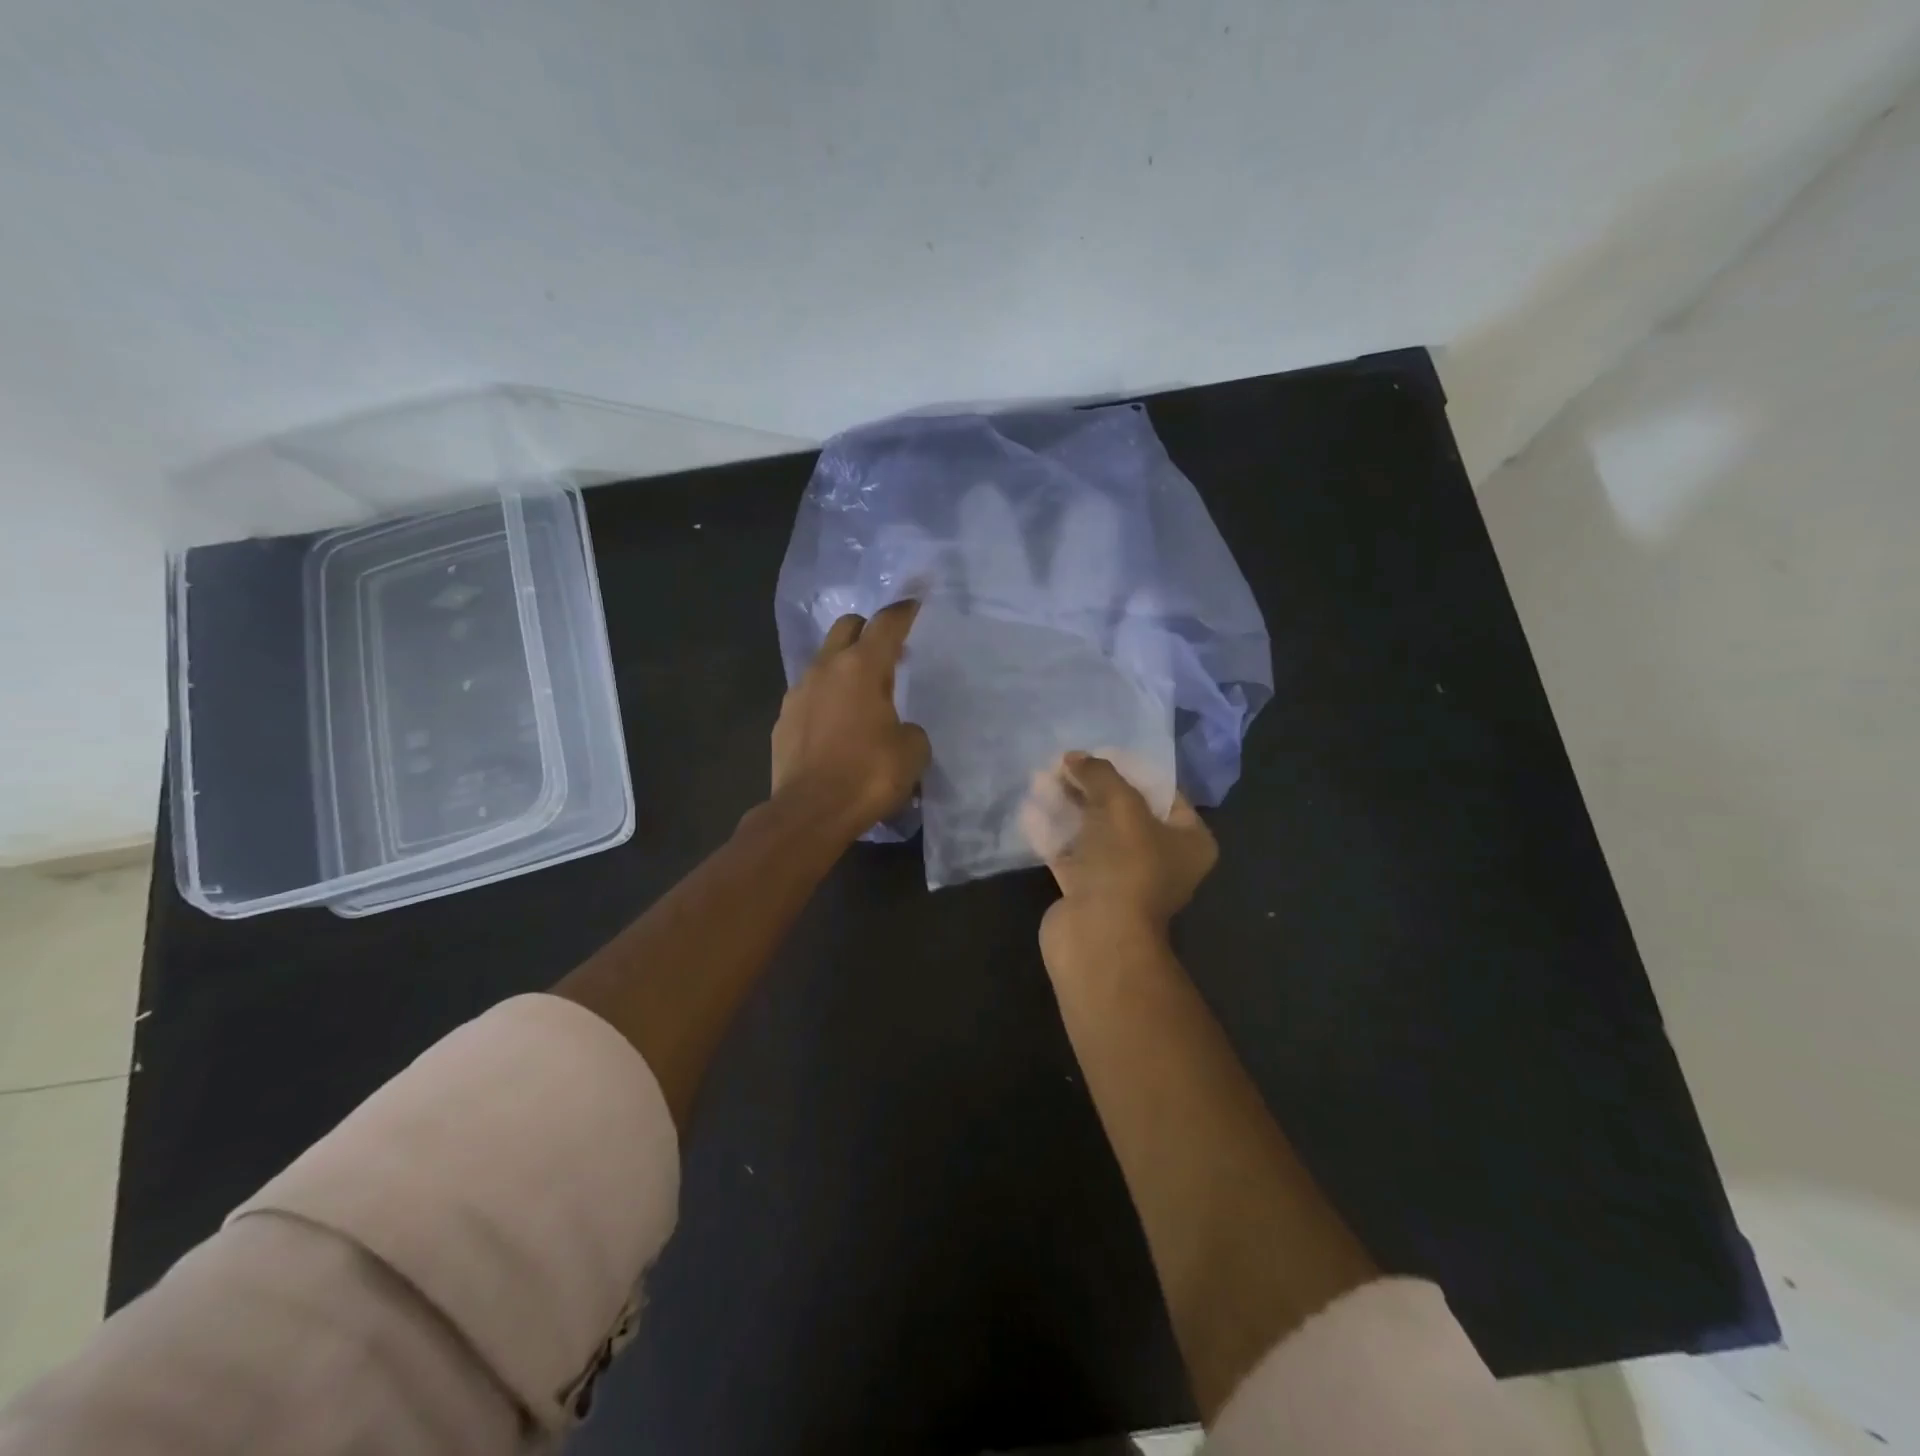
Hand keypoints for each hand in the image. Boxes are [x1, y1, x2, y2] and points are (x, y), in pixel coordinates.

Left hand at [771, 599, 931, 838]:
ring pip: (823, 661)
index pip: (887, 623)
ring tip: (862, 695)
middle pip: (847, 627)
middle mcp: (826, 669)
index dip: (904, 611)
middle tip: (888, 653)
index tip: (915, 605)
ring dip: (844, 667)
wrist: (810, 812)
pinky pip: (808, 696)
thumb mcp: (912, 752)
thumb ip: (910, 729)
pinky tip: (837, 726)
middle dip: (868, 631)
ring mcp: (798, 693)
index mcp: (862, 667)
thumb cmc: (868, 775)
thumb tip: (899, 730)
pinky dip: (825, 699)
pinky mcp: (782, 721)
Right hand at [1023, 751, 1217, 942]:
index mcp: (1188, 841)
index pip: (1162, 793)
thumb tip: (1074, 757)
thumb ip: (1100, 775)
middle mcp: (1160, 859)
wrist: (1098, 937)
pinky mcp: (1088, 892)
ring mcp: (1122, 878)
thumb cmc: (1126, 865)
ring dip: (1068, 805)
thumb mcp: (1120, 806)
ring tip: (1040, 778)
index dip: (1131, 769)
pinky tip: (1030, 809)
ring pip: (1093, 831)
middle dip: (1091, 786)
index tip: (1099, 752)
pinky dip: (1052, 832)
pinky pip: (1070, 853)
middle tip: (1063, 763)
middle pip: (1123, 810)